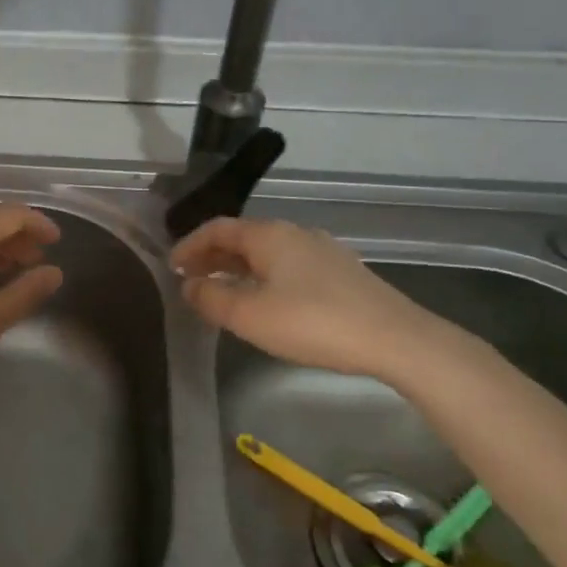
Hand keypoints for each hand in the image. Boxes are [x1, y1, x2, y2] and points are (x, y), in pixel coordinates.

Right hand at [171, 217, 450, 379]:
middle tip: (191, 279)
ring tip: (222, 292)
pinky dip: (264, 277)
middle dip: (212, 256)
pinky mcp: (341, 273)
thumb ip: (211, 297)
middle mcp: (294, 233)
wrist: (395, 339)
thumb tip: (189, 284)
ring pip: (267, 253)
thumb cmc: (312, 322)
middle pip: (243, 237)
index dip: (189, 245)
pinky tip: (266, 302)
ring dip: (238, 268)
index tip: (171, 267)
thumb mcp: (249, 315)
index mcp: (268, 235)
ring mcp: (322, 251)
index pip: (218, 228)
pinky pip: (288, 266)